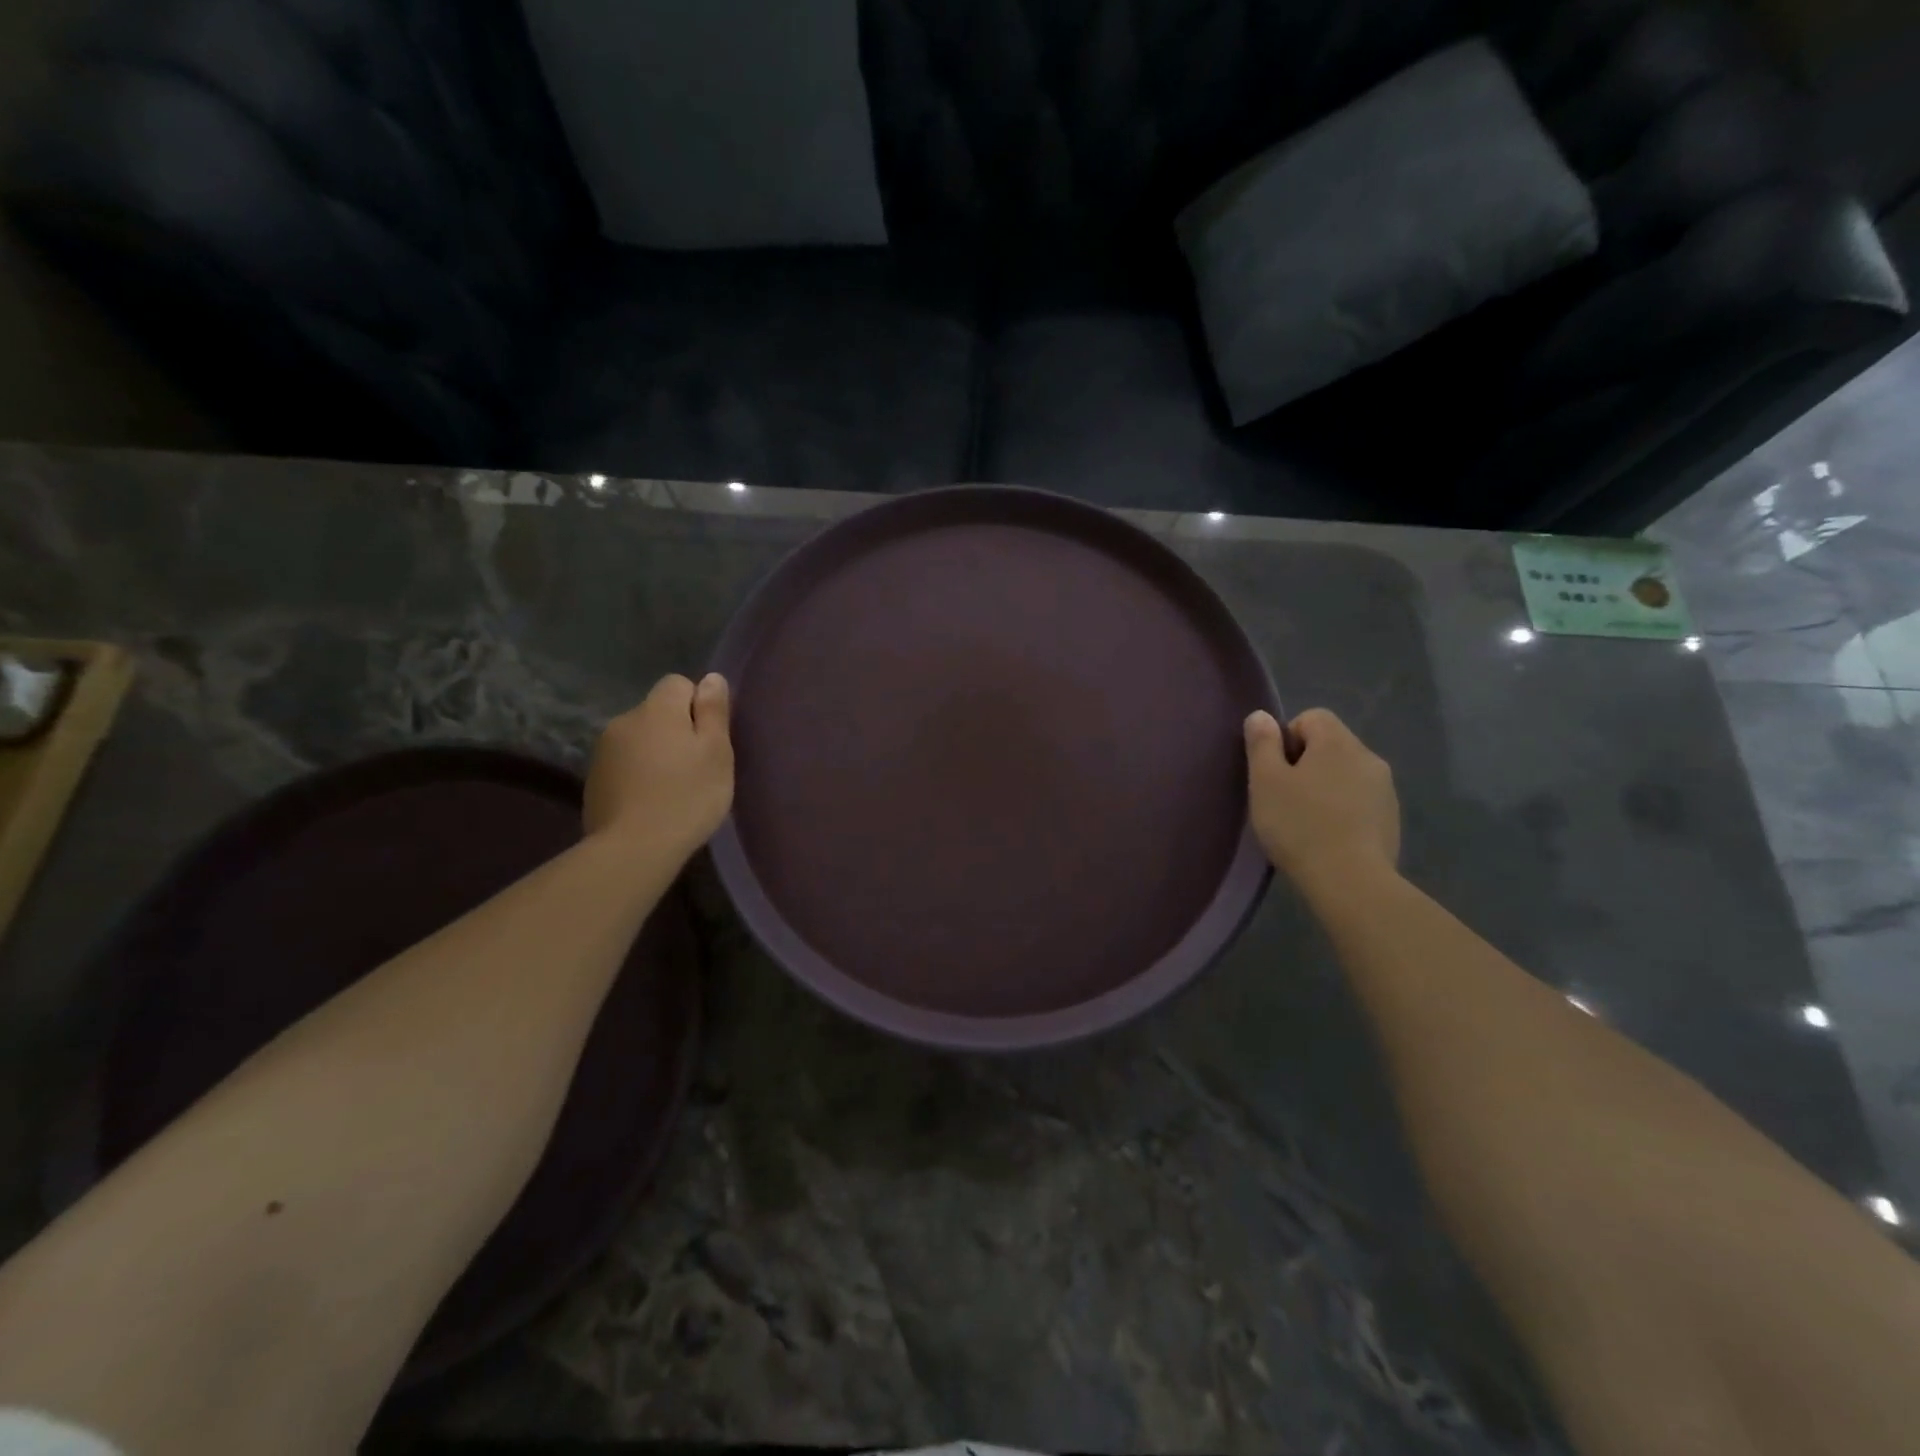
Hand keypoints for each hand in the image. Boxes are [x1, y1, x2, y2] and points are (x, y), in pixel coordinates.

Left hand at [585, 674, 733, 855]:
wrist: (633, 848)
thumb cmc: (687, 796)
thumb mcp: (717, 753)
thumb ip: (714, 711)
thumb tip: (711, 678)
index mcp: (657, 710)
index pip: (678, 683)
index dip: (697, 706)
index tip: (708, 739)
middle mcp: (624, 720)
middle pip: (657, 712)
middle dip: (676, 730)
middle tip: (696, 768)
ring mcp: (603, 750)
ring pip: (639, 738)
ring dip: (655, 752)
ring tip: (672, 788)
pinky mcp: (593, 779)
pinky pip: (624, 763)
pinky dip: (638, 774)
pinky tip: (650, 802)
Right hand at [1245, 708, 1398, 894]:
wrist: (1350, 881)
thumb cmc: (1299, 825)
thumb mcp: (1265, 781)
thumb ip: (1262, 743)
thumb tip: (1261, 716)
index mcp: (1337, 742)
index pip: (1311, 717)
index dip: (1287, 738)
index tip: (1274, 771)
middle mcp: (1368, 757)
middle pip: (1330, 745)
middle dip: (1305, 764)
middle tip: (1283, 798)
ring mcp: (1385, 790)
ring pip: (1346, 774)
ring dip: (1325, 788)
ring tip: (1304, 822)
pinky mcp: (1392, 819)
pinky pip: (1360, 801)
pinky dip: (1342, 810)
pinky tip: (1327, 838)